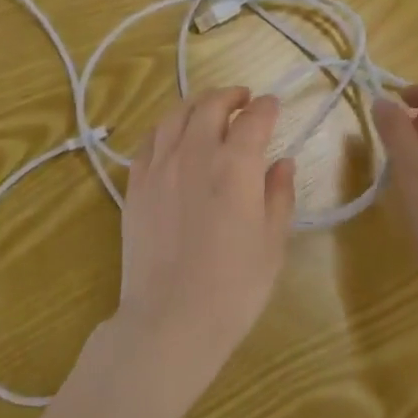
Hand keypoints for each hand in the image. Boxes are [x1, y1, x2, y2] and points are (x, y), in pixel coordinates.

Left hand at [109, 87, 296, 410]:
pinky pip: (149, 141)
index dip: (266, 107)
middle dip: (231, 96)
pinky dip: (166, 129)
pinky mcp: (136, 185)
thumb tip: (282, 163)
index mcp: (236, 165)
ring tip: (209, 108)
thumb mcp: (272, 243)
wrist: (170, 320)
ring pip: (176, 116)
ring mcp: (160, 167)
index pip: (254, 119)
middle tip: (243, 99)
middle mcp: (196, 153)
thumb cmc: (234, 287)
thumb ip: (279, 195)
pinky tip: (174, 136)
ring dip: (197, 104)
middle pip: (211, 106)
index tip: (273, 106)